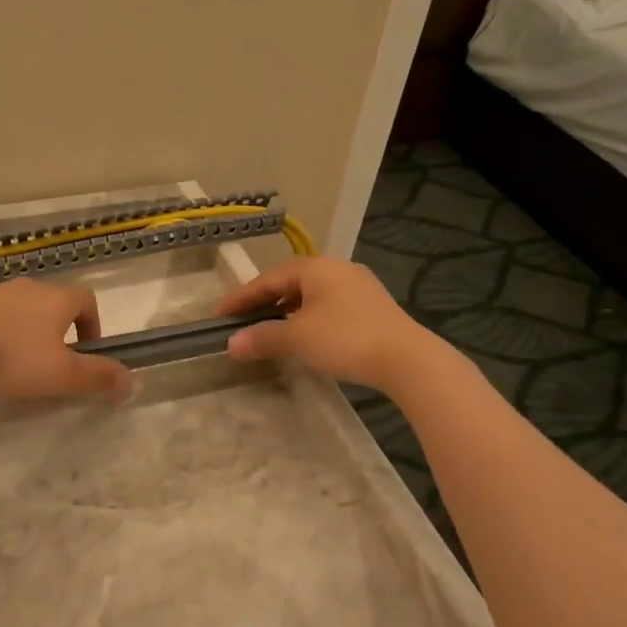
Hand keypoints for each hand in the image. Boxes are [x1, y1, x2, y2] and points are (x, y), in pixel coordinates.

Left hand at [0, 278, 131, 401]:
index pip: (86, 299)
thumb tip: (132, 381)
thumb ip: (98, 377)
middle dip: (58, 331)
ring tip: (18, 366)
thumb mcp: (62, 374)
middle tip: (53, 364)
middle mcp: (29, 287)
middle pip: (54, 303)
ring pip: (22, 310)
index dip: (93, 324)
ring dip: (27, 333)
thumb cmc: (14, 356)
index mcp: (58, 298)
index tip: (86, 352)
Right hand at [218, 257, 436, 392]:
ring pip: (310, 296)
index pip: (267, 279)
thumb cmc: (345, 339)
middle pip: (289, 284)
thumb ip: (262, 338)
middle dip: (263, 303)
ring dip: (286, 312)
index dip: (240, 298)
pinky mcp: (372, 307)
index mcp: (314, 267)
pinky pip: (328, 307)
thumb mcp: (297, 339)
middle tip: (241, 322)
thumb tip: (231, 344)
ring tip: (269, 331)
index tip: (219, 315)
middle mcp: (336, 269)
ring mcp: (358, 286)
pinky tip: (304, 336)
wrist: (407, 359)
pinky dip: (308, 318)